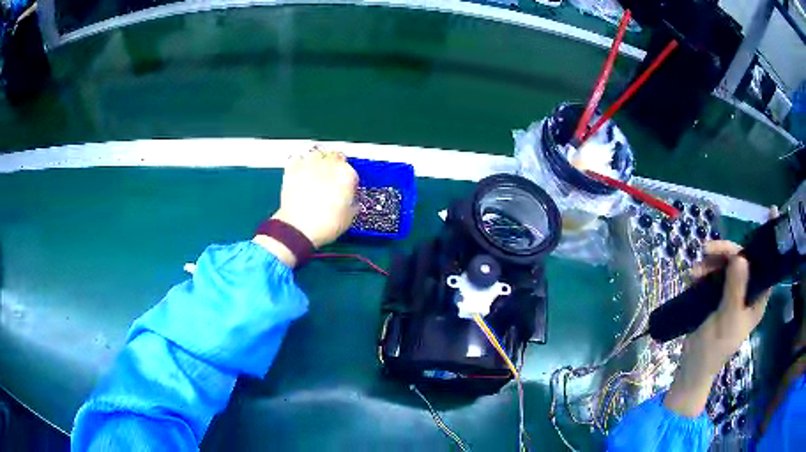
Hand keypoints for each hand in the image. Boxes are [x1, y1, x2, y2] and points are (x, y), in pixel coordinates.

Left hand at [254, 148, 357, 265]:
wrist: (298, 229)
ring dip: (318, 159)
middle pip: (335, 156)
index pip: (352, 170)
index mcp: (346, 176)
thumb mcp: (348, 218)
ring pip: (317, 153)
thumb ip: (352, 204)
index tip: (346, 187)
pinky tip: (301, 170)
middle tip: (332, 176)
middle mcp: (329, 166)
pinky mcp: (293, 170)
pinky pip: (298, 158)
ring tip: (317, 170)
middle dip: (335, 164)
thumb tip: (352, 203)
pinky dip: (300, 162)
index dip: (349, 179)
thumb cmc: (324, 225)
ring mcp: (309, 166)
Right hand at [665, 240, 771, 415]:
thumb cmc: (714, 350)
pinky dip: (703, 271)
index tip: (772, 212)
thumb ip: (735, 291)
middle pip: (743, 260)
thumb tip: (741, 257)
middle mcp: (747, 292)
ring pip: (726, 265)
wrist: (691, 367)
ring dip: (710, 263)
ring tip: (694, 273)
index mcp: (757, 299)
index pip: (767, 266)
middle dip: (726, 252)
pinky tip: (691, 277)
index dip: (769, 241)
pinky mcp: (717, 295)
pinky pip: (713, 273)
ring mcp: (732, 292)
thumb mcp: (726, 321)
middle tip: (707, 250)